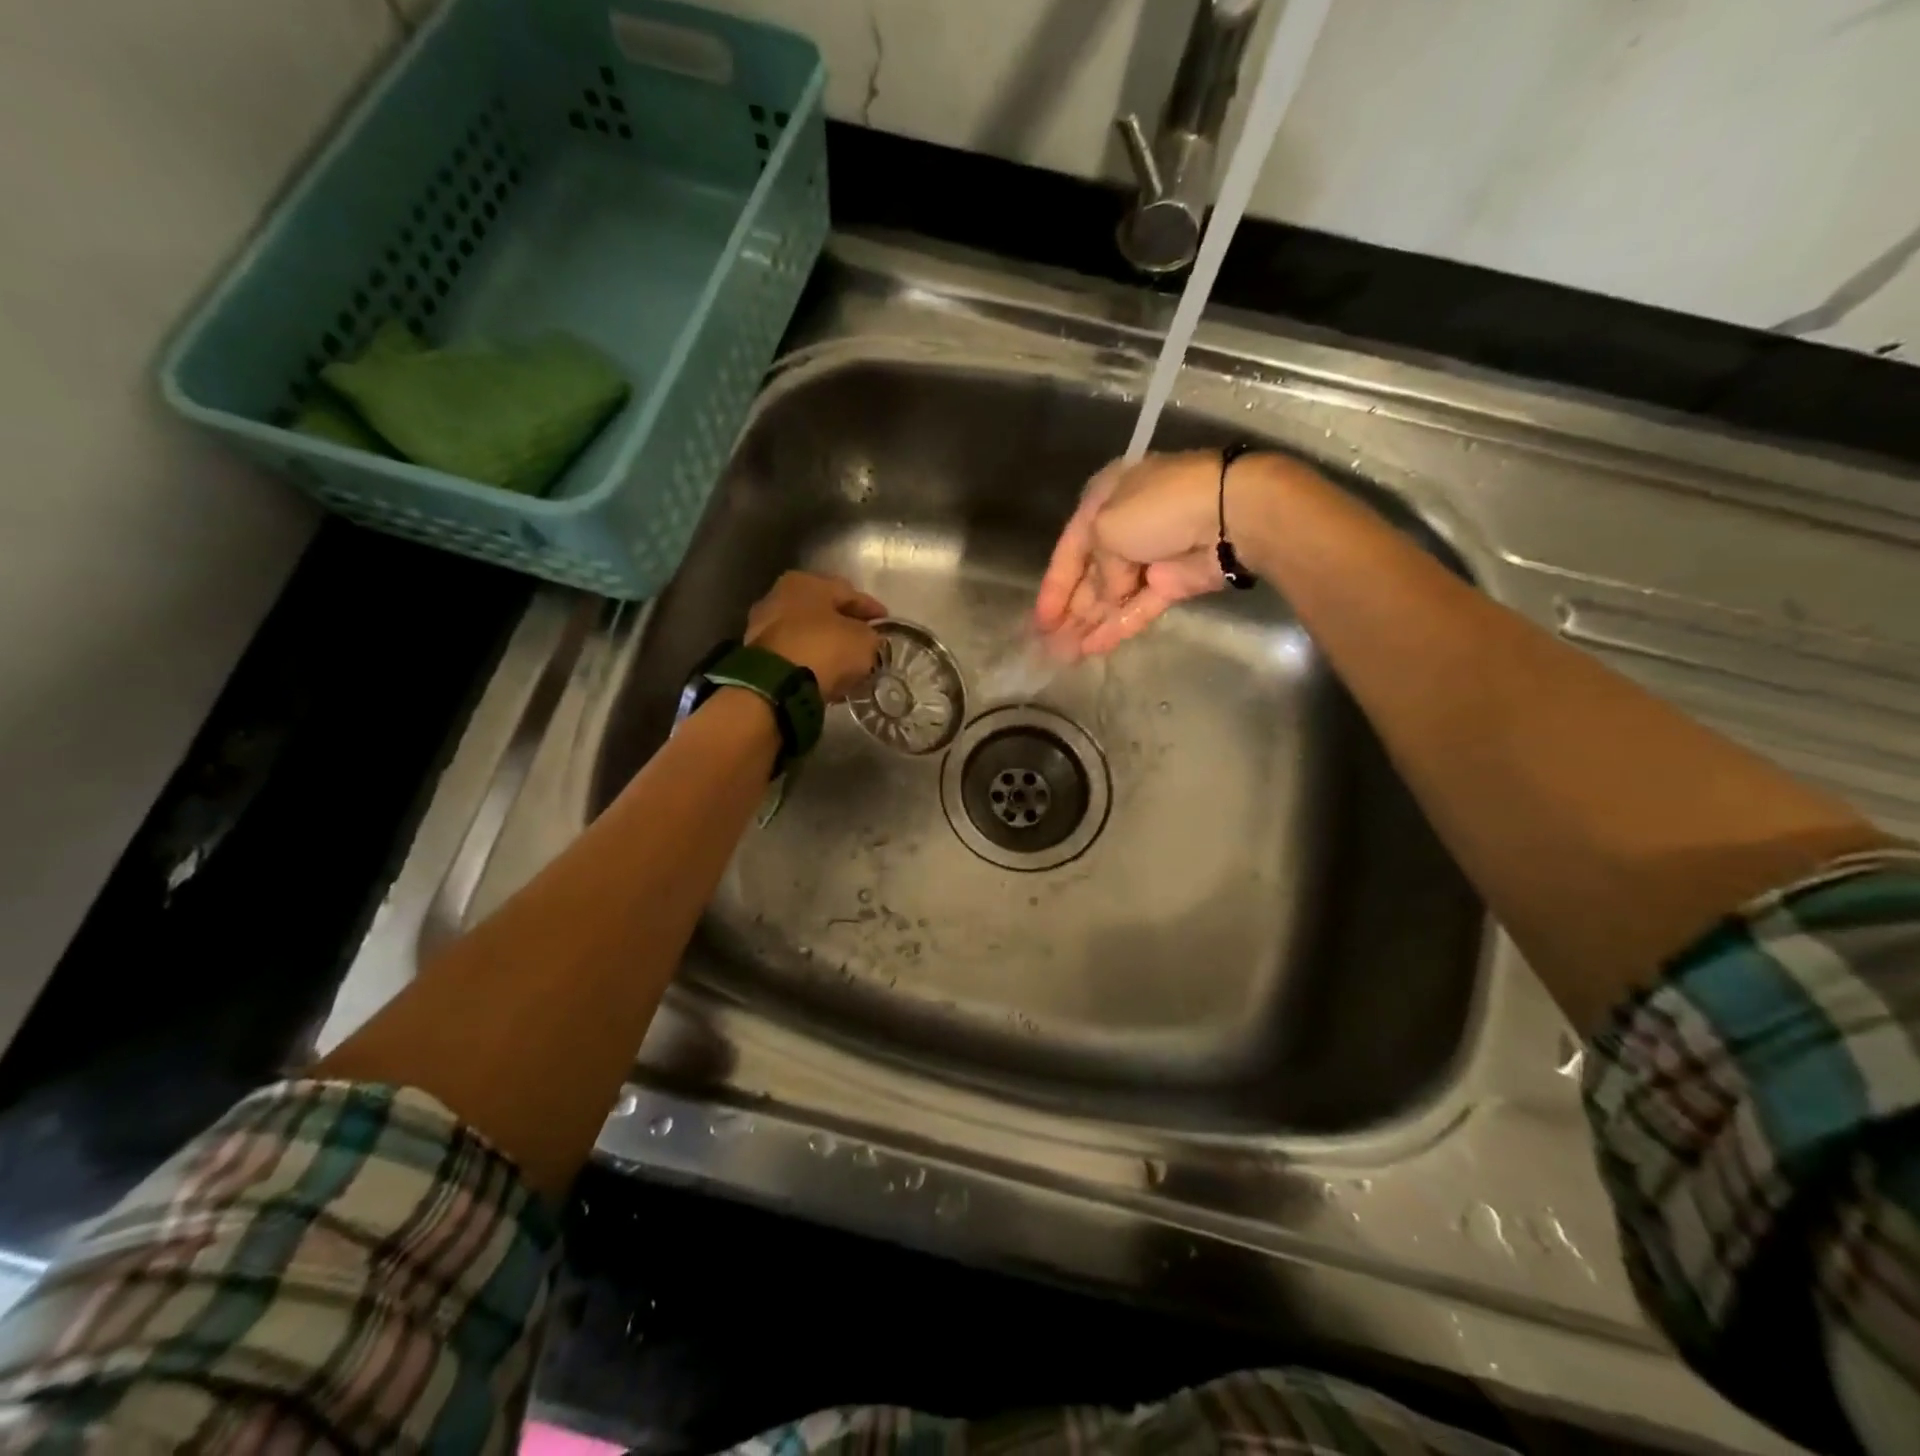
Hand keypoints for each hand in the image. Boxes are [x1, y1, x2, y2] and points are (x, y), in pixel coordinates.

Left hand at [747, 571, 886, 700]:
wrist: (776, 685)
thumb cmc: (824, 648)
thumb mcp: (863, 641)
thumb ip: (869, 636)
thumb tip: (866, 639)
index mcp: (806, 582)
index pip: (848, 592)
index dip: (871, 608)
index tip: (886, 622)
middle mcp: (779, 595)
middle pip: (822, 610)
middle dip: (844, 624)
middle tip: (865, 639)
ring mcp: (763, 625)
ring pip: (805, 632)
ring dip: (824, 644)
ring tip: (845, 660)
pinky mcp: (756, 655)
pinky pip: (793, 653)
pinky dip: (809, 659)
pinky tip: (824, 672)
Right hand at [1034, 451, 1230, 657]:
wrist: (1226, 515)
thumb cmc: (1155, 509)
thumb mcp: (1105, 528)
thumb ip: (1097, 570)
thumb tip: (1108, 594)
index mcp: (1103, 502)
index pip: (1068, 551)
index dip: (1053, 588)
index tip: (1040, 622)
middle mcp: (1123, 527)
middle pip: (1089, 577)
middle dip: (1069, 611)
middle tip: (1048, 644)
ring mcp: (1150, 558)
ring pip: (1112, 597)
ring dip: (1089, 624)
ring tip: (1065, 655)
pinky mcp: (1173, 583)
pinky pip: (1137, 607)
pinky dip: (1116, 626)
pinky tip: (1092, 649)